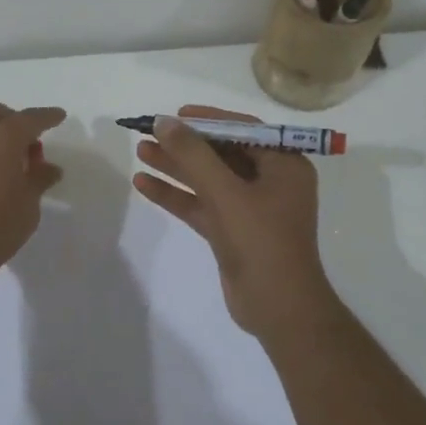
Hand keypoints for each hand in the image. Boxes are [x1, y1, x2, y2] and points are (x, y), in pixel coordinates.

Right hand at [131, 105, 330, 337]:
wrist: (279, 309)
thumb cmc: (262, 242)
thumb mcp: (226, 193)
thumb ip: (193, 155)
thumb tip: (164, 121)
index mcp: (284, 165)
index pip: (244, 130)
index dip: (208, 120)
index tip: (176, 115)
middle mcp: (270, 182)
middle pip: (221, 153)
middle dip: (185, 144)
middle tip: (150, 132)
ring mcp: (250, 208)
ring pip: (207, 179)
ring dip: (175, 167)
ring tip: (140, 151)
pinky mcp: (232, 231)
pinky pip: (201, 204)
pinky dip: (176, 194)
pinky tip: (144, 184)